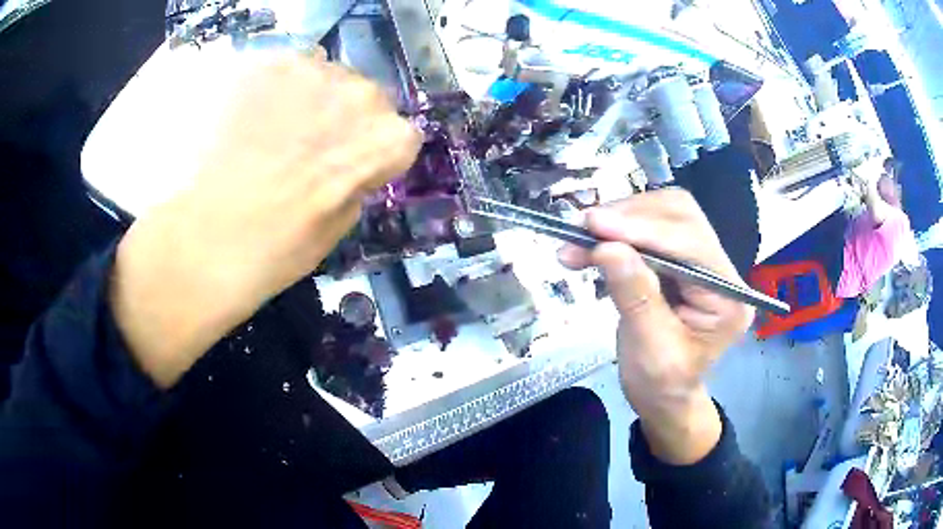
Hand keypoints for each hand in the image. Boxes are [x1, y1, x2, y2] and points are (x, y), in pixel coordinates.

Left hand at [111, 52, 421, 387]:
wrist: (203, 238)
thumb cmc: (275, 249)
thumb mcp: (338, 226)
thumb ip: (357, 182)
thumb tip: (352, 166)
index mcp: (383, 140)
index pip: (401, 135)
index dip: (376, 154)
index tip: (354, 168)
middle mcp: (356, 94)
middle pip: (368, 97)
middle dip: (347, 119)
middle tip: (310, 148)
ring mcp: (308, 72)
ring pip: (327, 76)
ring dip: (312, 99)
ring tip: (276, 131)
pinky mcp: (266, 65)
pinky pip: (286, 70)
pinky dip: (276, 90)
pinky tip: (252, 120)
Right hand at [558, 189, 753, 463]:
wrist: (663, 396)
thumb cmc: (661, 384)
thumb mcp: (649, 348)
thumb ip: (634, 296)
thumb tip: (607, 247)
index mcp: (728, 298)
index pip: (692, 244)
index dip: (645, 230)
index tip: (594, 225)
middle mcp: (721, 270)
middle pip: (681, 216)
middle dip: (630, 218)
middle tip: (583, 229)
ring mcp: (702, 261)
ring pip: (664, 214)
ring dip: (620, 220)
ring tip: (579, 239)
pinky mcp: (680, 259)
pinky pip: (650, 229)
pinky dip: (617, 231)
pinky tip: (590, 245)